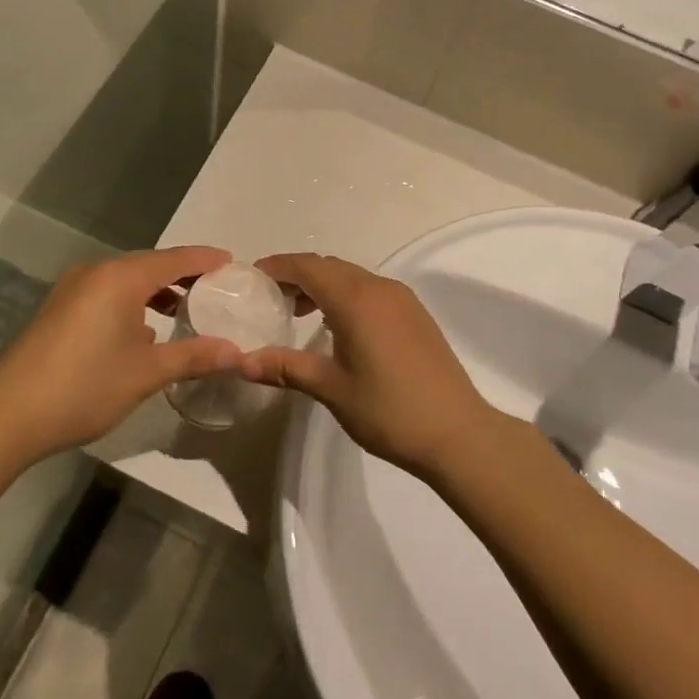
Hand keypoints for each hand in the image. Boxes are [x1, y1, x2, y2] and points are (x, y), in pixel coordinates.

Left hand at [0, 246, 244, 460]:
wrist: (5, 415)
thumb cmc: (84, 386)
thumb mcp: (146, 373)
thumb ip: (193, 357)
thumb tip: (237, 353)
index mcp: (120, 277)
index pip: (175, 259)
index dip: (206, 260)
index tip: (233, 263)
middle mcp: (96, 272)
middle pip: (150, 265)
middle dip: (183, 275)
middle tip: (215, 288)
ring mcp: (72, 290)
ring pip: (126, 280)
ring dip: (156, 291)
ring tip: (184, 309)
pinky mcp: (58, 309)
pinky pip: (106, 294)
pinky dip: (131, 303)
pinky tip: (142, 331)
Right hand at [238, 254, 498, 477]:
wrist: (457, 432)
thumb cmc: (388, 410)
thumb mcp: (331, 389)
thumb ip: (286, 368)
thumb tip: (241, 362)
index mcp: (356, 299)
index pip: (308, 266)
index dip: (278, 267)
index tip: (252, 277)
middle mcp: (380, 288)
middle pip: (329, 266)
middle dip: (297, 275)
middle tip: (270, 299)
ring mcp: (402, 299)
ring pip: (352, 276)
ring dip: (322, 285)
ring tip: (298, 313)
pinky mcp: (415, 314)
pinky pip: (371, 290)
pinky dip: (345, 295)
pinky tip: (337, 326)